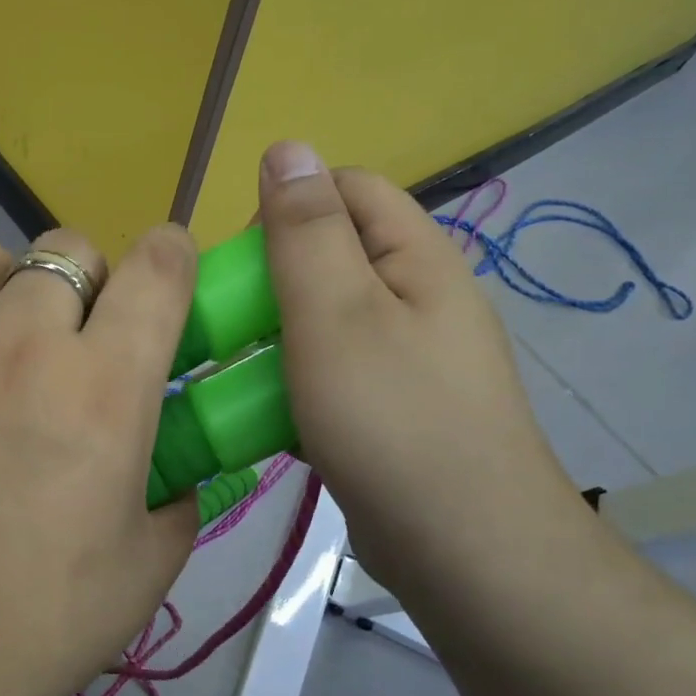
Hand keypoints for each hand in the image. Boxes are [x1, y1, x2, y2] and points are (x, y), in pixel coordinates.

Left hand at [0, 225, 200, 695]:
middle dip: (88, 282)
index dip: (172, 255)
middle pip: (67, 249)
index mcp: (103, 386)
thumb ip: (176, 500)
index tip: (169, 275)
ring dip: (1, 285)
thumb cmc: (33, 626)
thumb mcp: (146, 570)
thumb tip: (171, 470)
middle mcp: (19, 342)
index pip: (158, 270)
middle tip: (76, 341)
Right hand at [257, 142, 576, 584]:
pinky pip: (331, 375)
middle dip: (272, 282)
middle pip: (332, 256)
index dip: (286, 208)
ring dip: (275, 338)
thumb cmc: (393, 419)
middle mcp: (418, 297)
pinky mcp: (391, 410)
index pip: (346, 190)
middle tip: (230, 326)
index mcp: (415, 257)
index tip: (241, 263)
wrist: (465, 550)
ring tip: (235, 374)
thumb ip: (307, 230)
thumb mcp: (337, 313)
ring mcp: (407, 358)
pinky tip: (264, 417)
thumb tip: (288, 146)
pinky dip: (294, 384)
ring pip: (324, 321)